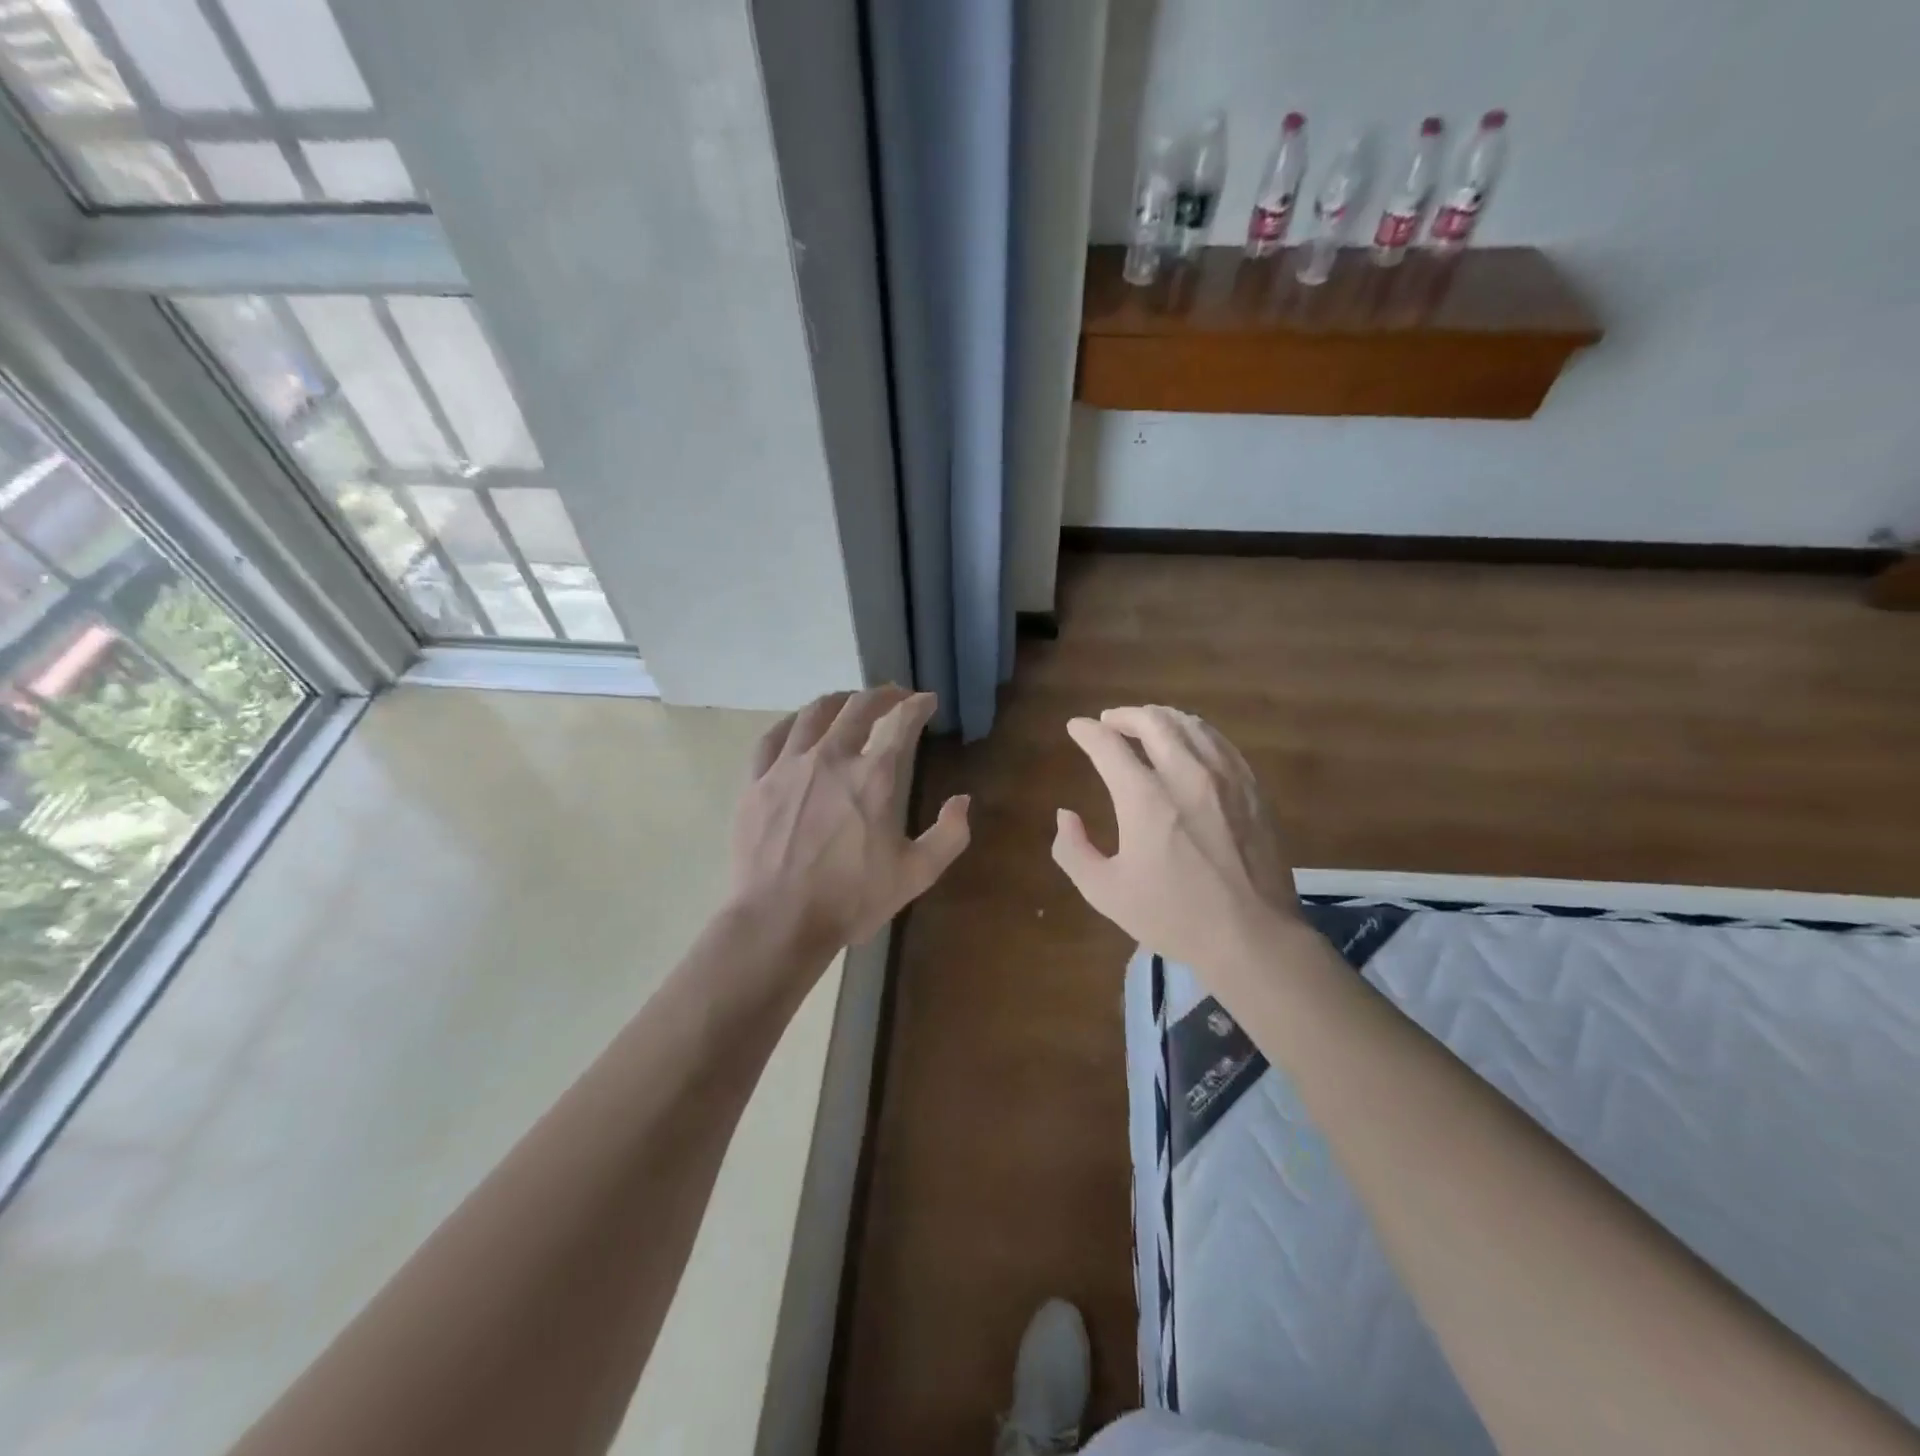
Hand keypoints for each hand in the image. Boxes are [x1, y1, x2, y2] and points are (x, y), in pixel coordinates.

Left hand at [731, 687, 969, 957]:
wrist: (778, 921)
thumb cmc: (851, 900)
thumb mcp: (916, 875)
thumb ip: (949, 835)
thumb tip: (962, 801)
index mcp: (874, 777)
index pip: (901, 722)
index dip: (918, 705)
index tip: (926, 701)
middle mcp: (831, 757)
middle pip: (858, 707)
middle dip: (882, 695)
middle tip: (894, 696)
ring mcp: (789, 766)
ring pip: (814, 714)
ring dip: (839, 701)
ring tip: (849, 702)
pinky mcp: (757, 782)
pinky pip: (773, 737)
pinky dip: (793, 723)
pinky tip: (799, 725)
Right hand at [1051, 705, 1301, 972]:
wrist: (1253, 937)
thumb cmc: (1174, 916)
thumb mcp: (1105, 892)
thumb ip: (1073, 849)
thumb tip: (1066, 814)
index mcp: (1145, 799)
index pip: (1108, 745)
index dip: (1086, 731)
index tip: (1076, 727)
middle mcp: (1185, 775)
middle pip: (1153, 722)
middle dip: (1124, 715)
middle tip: (1109, 721)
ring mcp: (1225, 778)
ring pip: (1190, 725)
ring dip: (1160, 718)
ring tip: (1146, 724)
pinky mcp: (1251, 788)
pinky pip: (1219, 742)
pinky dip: (1195, 732)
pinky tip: (1189, 742)